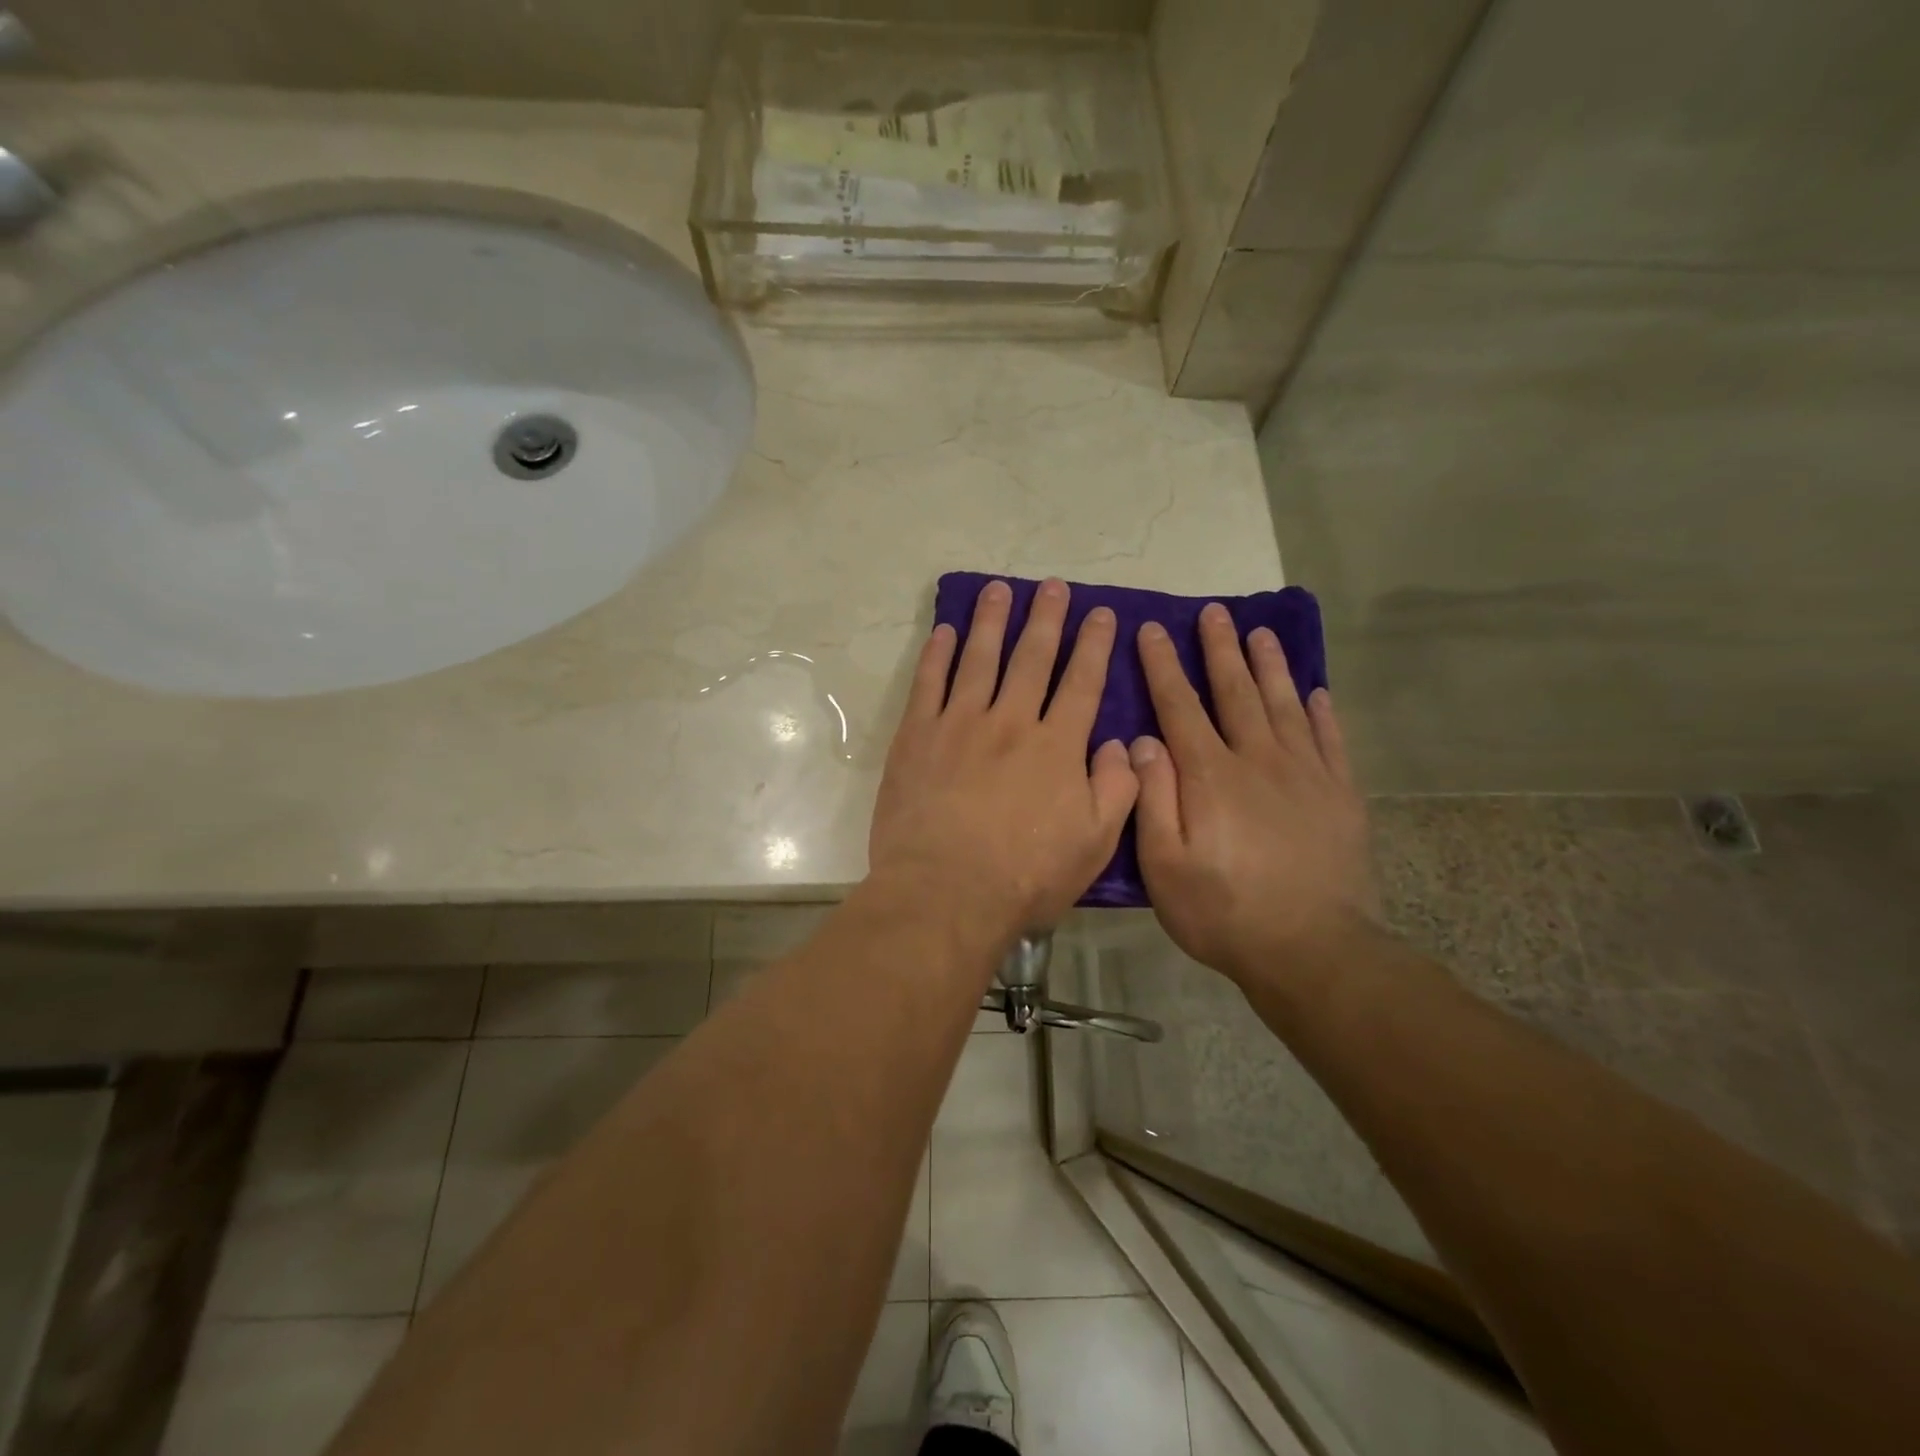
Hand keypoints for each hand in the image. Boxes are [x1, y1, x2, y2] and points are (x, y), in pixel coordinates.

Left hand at [870, 578, 1138, 941]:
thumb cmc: (1025, 877)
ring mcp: (959, 724)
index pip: (1082, 683)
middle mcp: (1011, 722)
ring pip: (979, 658)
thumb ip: (1117, 790)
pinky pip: (928, 684)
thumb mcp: (1094, 844)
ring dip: (991, 621)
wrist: (945, 892)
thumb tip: (1121, 745)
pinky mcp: (916, 737)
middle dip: (1047, 618)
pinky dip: (937, 654)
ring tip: (999, 590)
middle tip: (1053, 586)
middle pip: (1032, 658)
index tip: (1101, 614)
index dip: (1094, 645)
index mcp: (1057, 746)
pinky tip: (945, 632)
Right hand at [1130, 605, 1377, 984]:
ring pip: (1284, 705)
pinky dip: (1321, 712)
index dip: (1163, 665)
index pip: (1180, 706)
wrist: (1312, 949)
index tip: (1152, 629)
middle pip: (1235, 692)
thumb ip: (1152, 798)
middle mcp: (1258, 760)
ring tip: (1260, 633)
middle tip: (1213, 613)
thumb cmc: (1223, 911)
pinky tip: (1316, 692)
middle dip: (1220, 649)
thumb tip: (1143, 741)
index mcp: (1210, 776)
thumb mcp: (1164, 865)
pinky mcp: (1339, 795)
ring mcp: (1305, 775)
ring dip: (1269, 666)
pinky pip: (1330, 740)